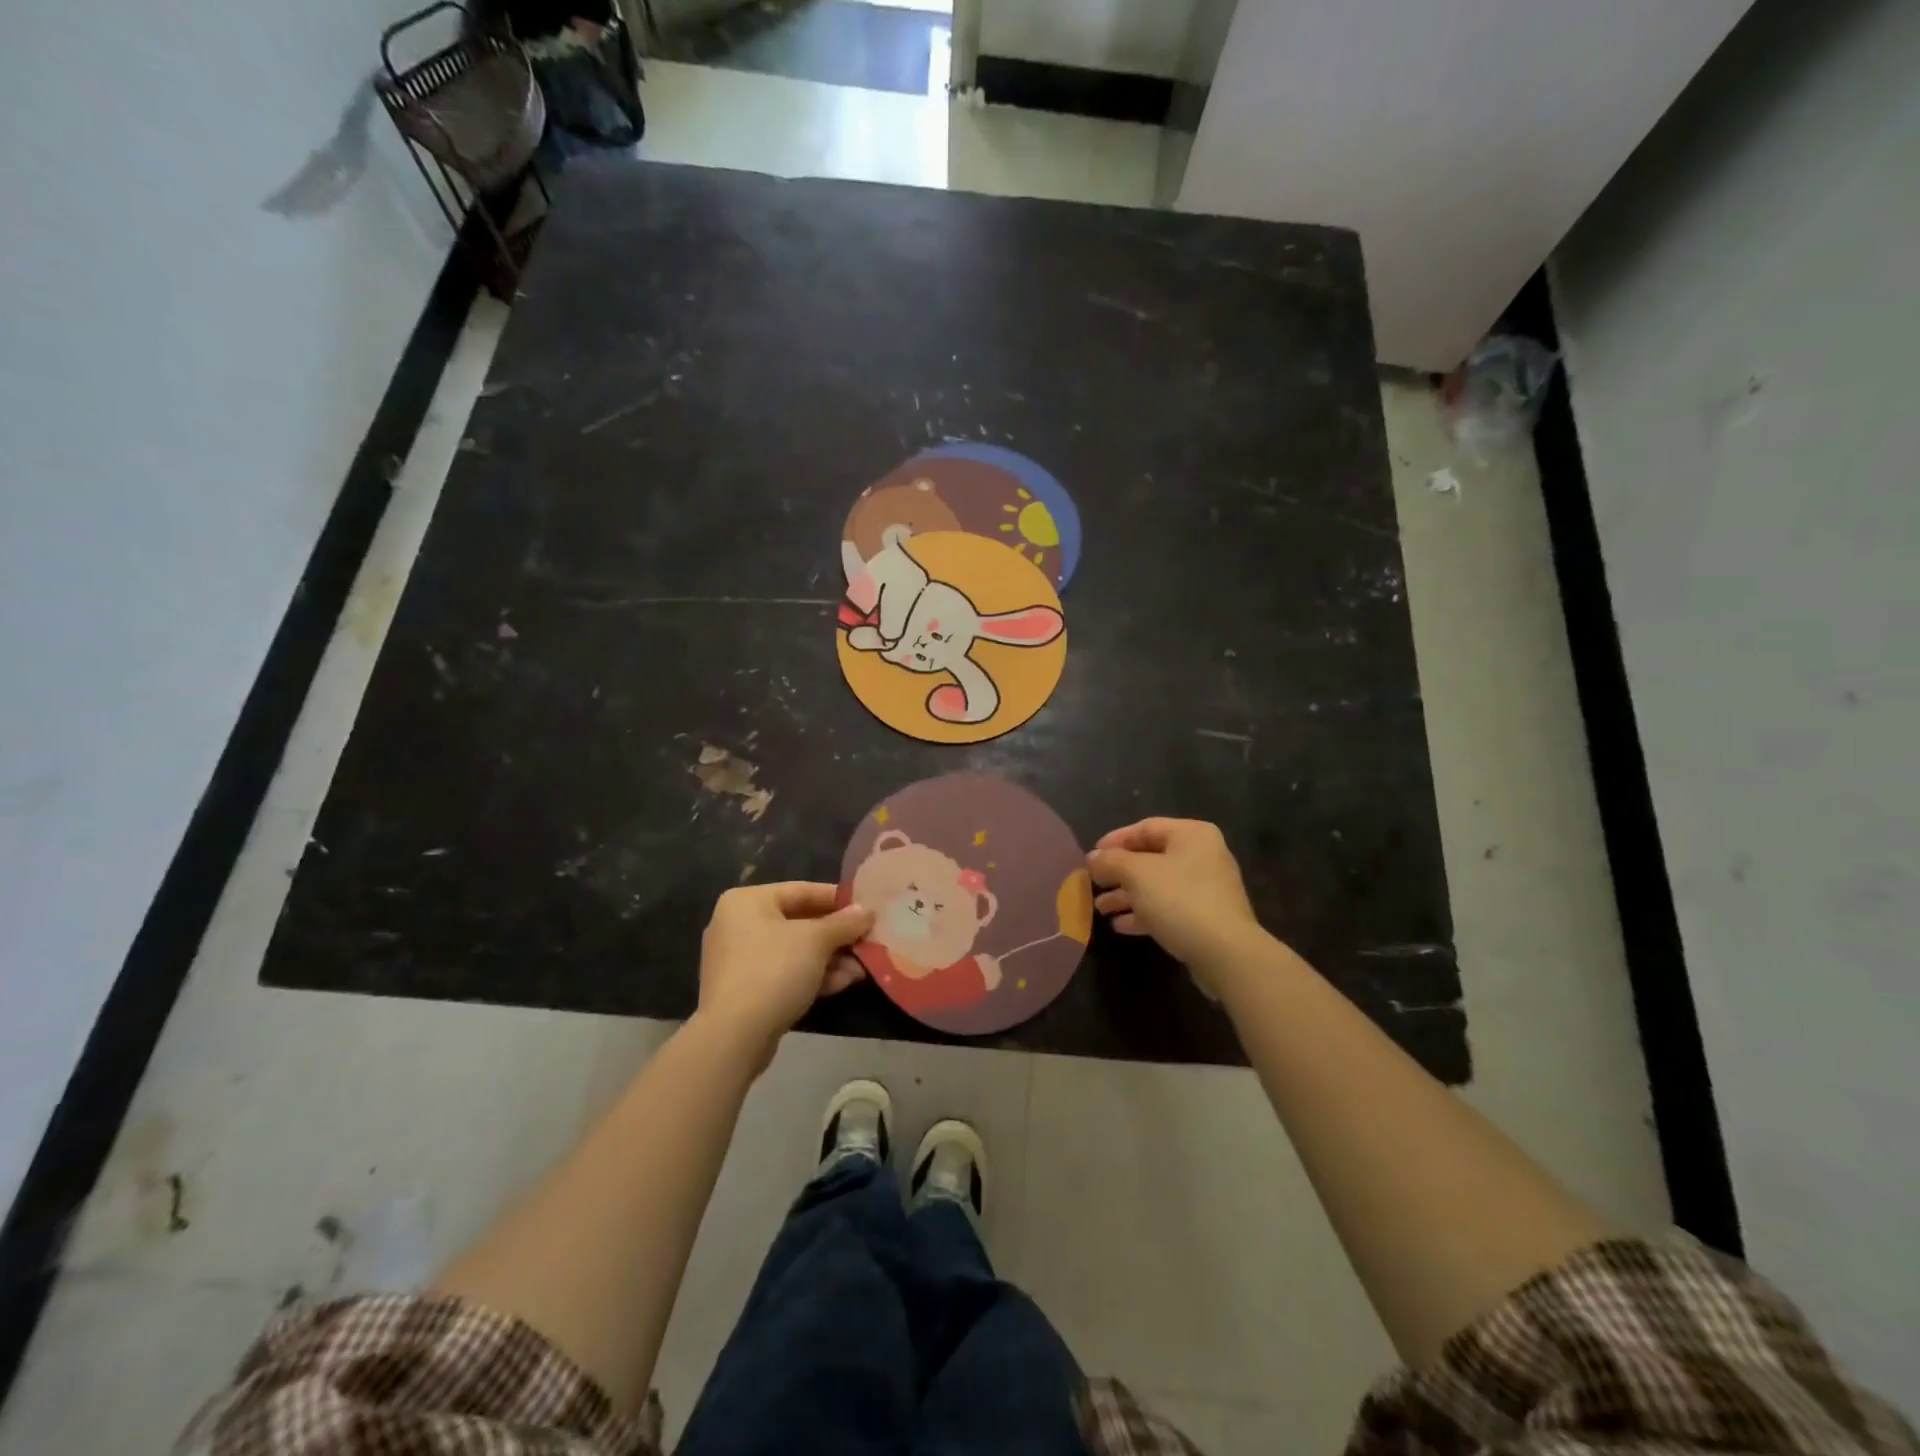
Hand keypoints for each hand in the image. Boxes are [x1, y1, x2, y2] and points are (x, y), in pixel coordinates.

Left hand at [697, 882, 872, 1065]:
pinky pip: (785, 973)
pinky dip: (813, 975)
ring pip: (795, 951)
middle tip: (868, 940)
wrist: (734, 1037)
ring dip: (830, 958)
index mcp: (747, 901)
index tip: (866, 908)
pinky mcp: (745, 990)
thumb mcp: (816, 941)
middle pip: (799, 922)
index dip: (837, 899)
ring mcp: (740, 960)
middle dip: (837, 935)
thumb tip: (867, 911)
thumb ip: (844, 923)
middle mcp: (738, 925)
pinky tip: (844, 983)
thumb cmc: (773, 971)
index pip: (801, 890)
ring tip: (862, 967)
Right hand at [1087, 818, 1264, 992]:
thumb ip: (1111, 861)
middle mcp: (1203, 856)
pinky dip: (1144, 913)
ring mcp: (1207, 888)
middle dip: (1118, 873)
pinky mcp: (1206, 917)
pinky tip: (1121, 926)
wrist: (1226, 953)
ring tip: (1100, 909)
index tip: (1091, 857)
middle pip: (1151, 858)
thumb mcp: (1137, 874)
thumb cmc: (1180, 900)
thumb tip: (1093, 858)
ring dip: (1127, 895)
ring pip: (1158, 885)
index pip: (1146, 827)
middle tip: (1092, 884)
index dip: (1115, 840)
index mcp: (1192, 835)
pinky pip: (1169, 908)